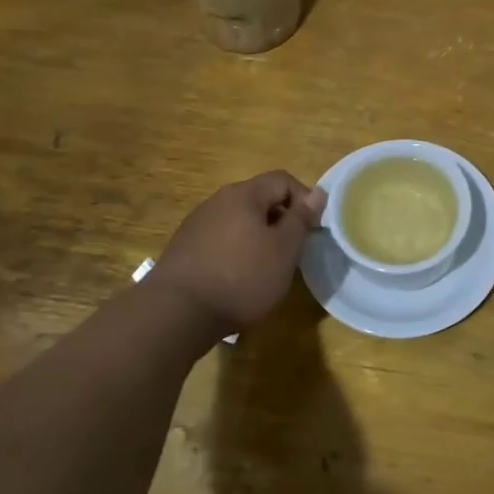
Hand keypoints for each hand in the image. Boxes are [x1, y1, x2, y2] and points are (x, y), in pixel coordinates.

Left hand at [153, 171, 326, 339]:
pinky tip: (237, 279)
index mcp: (244, 194)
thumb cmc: (241, 277)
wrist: (175, 313)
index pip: (283, 180)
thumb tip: (317, 193)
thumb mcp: (284, 250)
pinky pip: (221, 239)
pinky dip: (236, 251)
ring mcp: (197, 223)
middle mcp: (218, 200)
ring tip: (265, 268)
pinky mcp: (184, 248)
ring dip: (258, 237)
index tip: (311, 230)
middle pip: (260, 199)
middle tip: (291, 251)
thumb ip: (301, 219)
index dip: (305, 200)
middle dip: (281, 220)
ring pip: (239, 220)